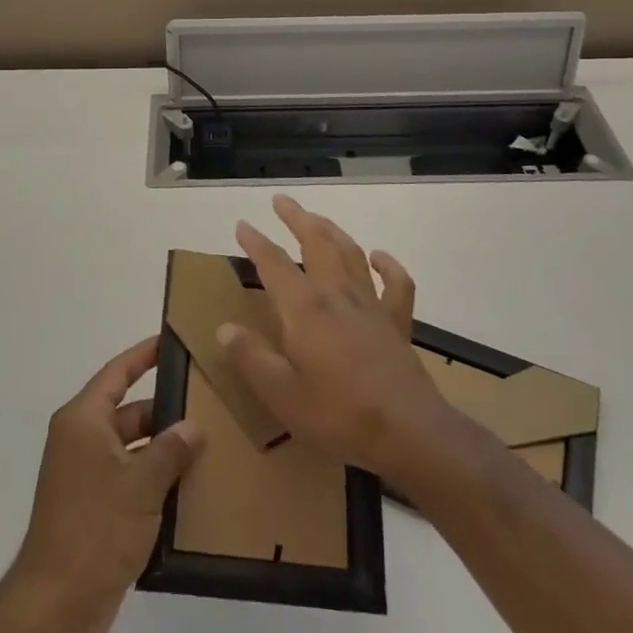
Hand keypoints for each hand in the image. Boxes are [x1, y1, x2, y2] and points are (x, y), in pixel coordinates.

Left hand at [2, 336, 204, 632]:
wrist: (56, 607)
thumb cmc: (96, 529)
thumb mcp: (141, 484)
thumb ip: (171, 450)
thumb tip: (193, 427)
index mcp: (83, 421)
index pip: (117, 373)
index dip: (143, 355)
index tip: (171, 341)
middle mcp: (81, 441)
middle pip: (129, 412)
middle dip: (165, 410)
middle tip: (208, 404)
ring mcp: (86, 477)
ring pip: (132, 449)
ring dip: (163, 450)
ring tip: (209, 446)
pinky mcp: (94, 511)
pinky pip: (129, 481)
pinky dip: (155, 481)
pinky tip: (190, 489)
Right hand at [222, 195, 463, 486]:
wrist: (408, 432)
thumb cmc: (338, 415)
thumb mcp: (281, 395)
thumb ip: (251, 358)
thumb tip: (224, 328)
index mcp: (305, 309)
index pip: (274, 263)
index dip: (255, 242)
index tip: (242, 225)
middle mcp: (337, 294)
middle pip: (316, 242)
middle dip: (297, 218)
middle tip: (281, 201)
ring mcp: (371, 304)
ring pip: (350, 252)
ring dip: (332, 230)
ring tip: (317, 219)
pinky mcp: (397, 321)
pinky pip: (396, 283)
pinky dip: (387, 264)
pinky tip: (378, 256)